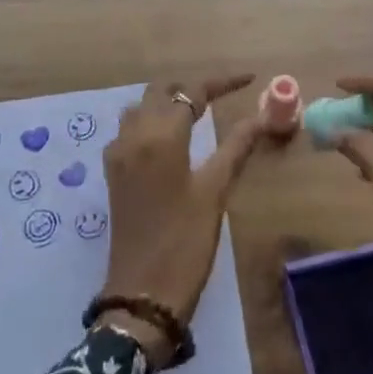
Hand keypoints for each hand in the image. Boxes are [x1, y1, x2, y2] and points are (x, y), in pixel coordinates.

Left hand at [98, 75, 263, 366]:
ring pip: (140, 107)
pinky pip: (128, 129)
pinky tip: (168, 140)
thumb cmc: (185, 241)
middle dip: (190, 87)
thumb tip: (260, 117)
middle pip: (160, 91)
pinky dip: (149, 121)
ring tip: (196, 113)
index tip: (249, 79)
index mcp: (161, 135)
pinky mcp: (112, 172)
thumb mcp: (215, 192)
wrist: (142, 294)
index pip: (193, 92)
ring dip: (166, 102)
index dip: (222, 82)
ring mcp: (118, 153)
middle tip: (221, 96)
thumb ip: (235, 147)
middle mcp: (134, 135)